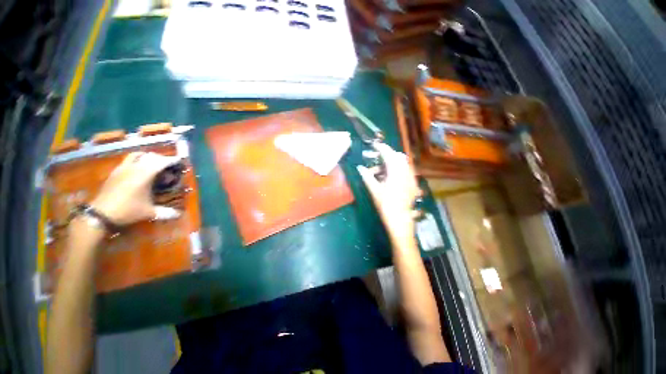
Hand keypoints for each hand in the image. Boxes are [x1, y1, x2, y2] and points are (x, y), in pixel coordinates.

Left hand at [90, 152, 181, 225]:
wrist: (100, 214)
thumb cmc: (127, 210)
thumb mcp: (149, 212)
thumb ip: (165, 212)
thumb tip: (179, 214)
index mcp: (144, 175)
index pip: (161, 162)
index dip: (172, 160)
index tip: (179, 161)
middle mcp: (134, 168)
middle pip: (150, 156)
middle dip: (161, 159)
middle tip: (169, 165)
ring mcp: (122, 168)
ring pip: (137, 155)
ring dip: (148, 157)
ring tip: (154, 164)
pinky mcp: (115, 172)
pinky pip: (128, 160)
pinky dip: (137, 161)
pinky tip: (139, 170)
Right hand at [357, 143, 419, 241]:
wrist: (400, 219)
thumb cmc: (386, 205)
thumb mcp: (375, 190)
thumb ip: (367, 177)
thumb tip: (359, 168)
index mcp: (396, 172)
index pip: (389, 155)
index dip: (381, 148)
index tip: (374, 145)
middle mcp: (406, 172)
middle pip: (397, 156)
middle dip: (387, 155)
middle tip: (375, 160)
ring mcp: (411, 177)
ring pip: (402, 163)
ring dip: (391, 163)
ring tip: (380, 171)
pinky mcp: (413, 183)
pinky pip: (406, 170)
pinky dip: (397, 169)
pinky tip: (390, 177)